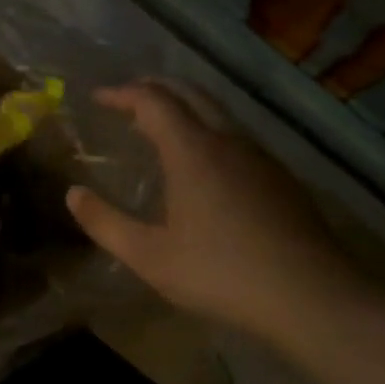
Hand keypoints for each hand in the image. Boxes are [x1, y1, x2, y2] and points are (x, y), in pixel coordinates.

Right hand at [65, 81, 383, 350]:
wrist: (311, 295)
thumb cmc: (220, 273)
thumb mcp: (149, 256)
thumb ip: (105, 223)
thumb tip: (73, 194)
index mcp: (192, 151)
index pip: (153, 100)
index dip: (122, 93)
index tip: (98, 98)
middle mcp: (227, 141)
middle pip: (189, 94)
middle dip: (154, 88)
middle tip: (126, 98)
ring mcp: (260, 157)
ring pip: (217, 113)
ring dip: (183, 108)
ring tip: (158, 127)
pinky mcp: (280, 177)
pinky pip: (235, 136)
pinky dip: (207, 130)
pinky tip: (203, 164)